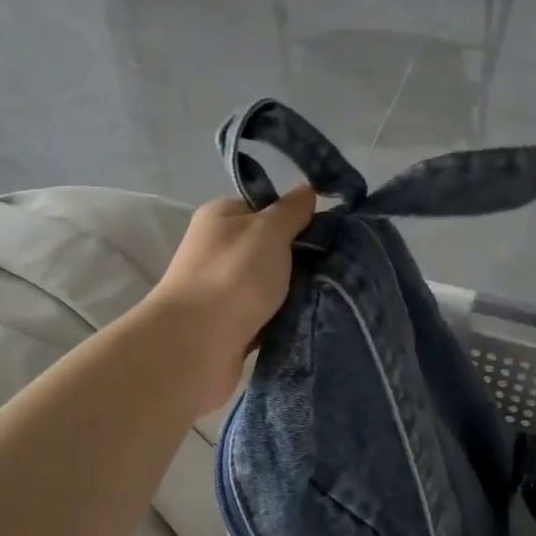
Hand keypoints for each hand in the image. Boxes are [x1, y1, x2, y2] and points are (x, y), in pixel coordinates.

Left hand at [147, 186, 316, 413]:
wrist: (196, 346)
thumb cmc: (233, 276)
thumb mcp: (269, 231)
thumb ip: (291, 210)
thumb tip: (308, 189)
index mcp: (222, 217)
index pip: (267, 208)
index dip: (298, 218)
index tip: (329, 232)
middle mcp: (220, 249)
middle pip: (274, 248)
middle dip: (304, 259)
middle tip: (338, 267)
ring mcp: (225, 289)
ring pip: (275, 284)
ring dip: (298, 292)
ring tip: (334, 296)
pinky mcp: (233, 325)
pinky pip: (270, 315)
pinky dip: (287, 318)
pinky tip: (313, 319)